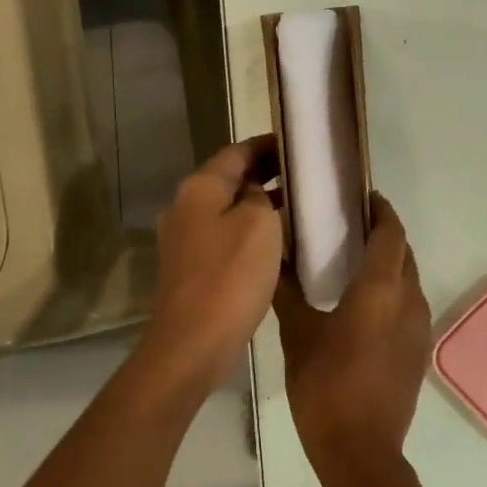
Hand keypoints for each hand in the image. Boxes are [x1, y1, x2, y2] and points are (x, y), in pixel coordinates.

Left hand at [143, 137, 283, 388]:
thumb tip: (253, 193)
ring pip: (225, 210)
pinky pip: (223, 238)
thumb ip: (259, 196)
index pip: (236, 152)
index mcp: (199, 188)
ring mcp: (183, 240)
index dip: (267, 145)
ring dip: (257, 205)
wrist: (194, 341)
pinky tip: (273, 244)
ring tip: (295, 207)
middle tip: (303, 176)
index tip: (297, 145)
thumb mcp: (258, 223)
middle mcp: (185, 207)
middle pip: (228, 180)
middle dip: (264, 174)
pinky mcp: (190, 269)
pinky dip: (247, 232)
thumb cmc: (230, 276)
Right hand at [274, 193, 431, 485]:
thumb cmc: (325, 387)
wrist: (361, 451)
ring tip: (353, 263)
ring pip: (409, 281)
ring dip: (389, 265)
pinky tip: (362, 305)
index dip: (380, 210)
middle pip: (404, 254)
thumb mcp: (298, 335)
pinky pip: (409, 306)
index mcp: (382, 290)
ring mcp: (419, 329)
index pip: (391, 233)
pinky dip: (392, 293)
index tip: (361, 197)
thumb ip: (289, 294)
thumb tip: (275, 262)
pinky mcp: (418, 352)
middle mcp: (410, 301)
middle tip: (348, 228)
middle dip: (383, 235)